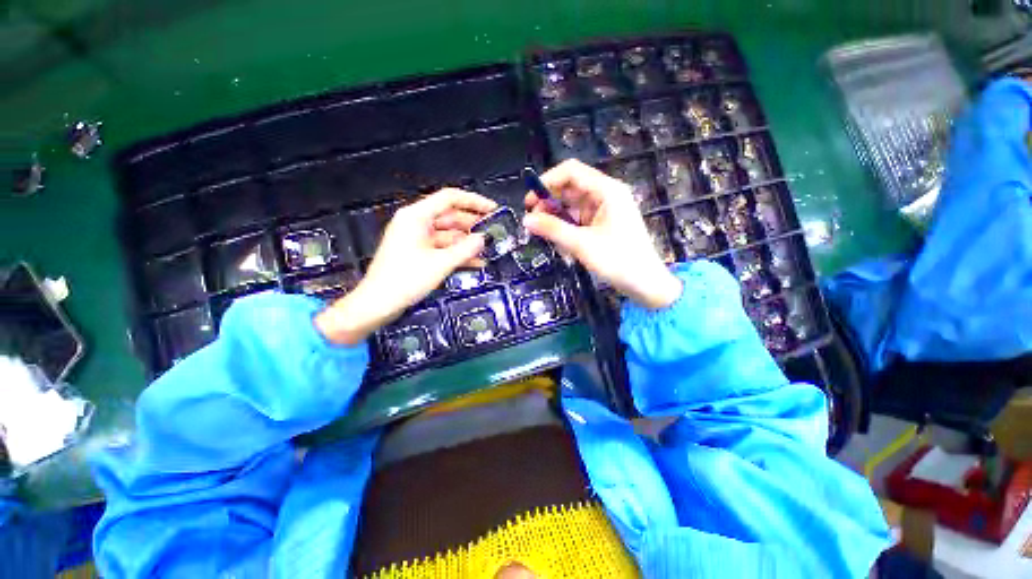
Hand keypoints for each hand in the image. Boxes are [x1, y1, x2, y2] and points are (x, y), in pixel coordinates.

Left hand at [316, 189, 496, 344]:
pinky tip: (476, 262)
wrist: (377, 304)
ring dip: (467, 242)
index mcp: (416, 216)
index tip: (493, 209)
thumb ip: (465, 249)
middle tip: (494, 232)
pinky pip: (442, 248)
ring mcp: (417, 239)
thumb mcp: (440, 264)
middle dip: (473, 225)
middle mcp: (416, 223)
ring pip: (448, 234)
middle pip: (450, 216)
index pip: (450, 198)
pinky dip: (458, 253)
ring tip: (488, 249)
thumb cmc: (405, 279)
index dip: (474, 202)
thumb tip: (483, 239)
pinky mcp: (418, 253)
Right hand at [523, 160, 681, 309]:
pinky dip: (566, 227)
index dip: (547, 181)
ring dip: (556, 217)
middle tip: (532, 221)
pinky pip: (578, 219)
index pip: (571, 172)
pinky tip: (558, 241)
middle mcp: (606, 195)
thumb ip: (553, 229)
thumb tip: (526, 220)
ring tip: (544, 233)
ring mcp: (604, 210)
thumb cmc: (618, 261)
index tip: (530, 200)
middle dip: (549, 202)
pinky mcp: (602, 224)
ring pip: (572, 205)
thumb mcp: (582, 244)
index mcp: (607, 190)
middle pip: (570, 188)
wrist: (646, 284)